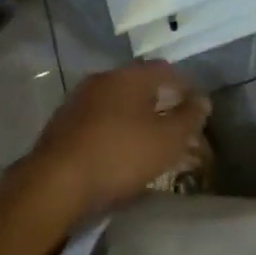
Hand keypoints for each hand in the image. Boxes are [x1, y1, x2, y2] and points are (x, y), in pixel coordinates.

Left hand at [21, 62, 210, 220]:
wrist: (53, 185)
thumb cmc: (119, 155)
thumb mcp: (167, 140)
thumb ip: (189, 117)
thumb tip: (202, 100)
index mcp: (130, 75)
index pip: (166, 70)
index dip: (186, 87)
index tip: (198, 108)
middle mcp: (104, 79)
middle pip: (141, 86)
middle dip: (161, 105)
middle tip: (176, 128)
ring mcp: (79, 101)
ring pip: (118, 105)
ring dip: (137, 120)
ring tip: (150, 145)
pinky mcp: (62, 126)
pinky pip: (99, 122)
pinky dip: (115, 133)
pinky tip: (119, 154)